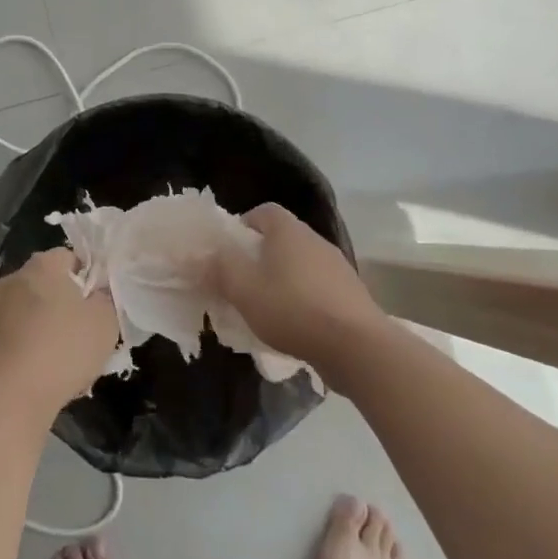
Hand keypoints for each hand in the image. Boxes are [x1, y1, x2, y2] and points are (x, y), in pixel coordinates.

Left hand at [0, 248, 118, 423]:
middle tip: (84, 332)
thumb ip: (106, 298)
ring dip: (46, 325)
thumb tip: (97, 292)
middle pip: (48, 283)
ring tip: (63, 358)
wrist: (9, 399)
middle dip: (66, 303)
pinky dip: (28, 345)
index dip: (89, 279)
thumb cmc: (63, 351)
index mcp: (43, 265)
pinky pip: (15, 333)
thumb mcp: (105, 322)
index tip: (98, 306)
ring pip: (30, 309)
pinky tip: (41, 371)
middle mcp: (13, 277)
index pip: (71, 257)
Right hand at [209, 203, 383, 371]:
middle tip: (241, 281)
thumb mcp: (243, 290)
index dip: (243, 225)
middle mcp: (315, 240)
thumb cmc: (292, 309)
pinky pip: (317, 287)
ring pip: (300, 264)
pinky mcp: (351, 294)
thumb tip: (200, 255)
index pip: (264, 211)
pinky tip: (294, 325)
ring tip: (266, 307)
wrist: (357, 347)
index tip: (229, 251)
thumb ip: (219, 268)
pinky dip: (303, 298)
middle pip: (282, 238)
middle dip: (260, 256)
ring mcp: (337, 267)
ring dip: (282, 279)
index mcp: (288, 231)